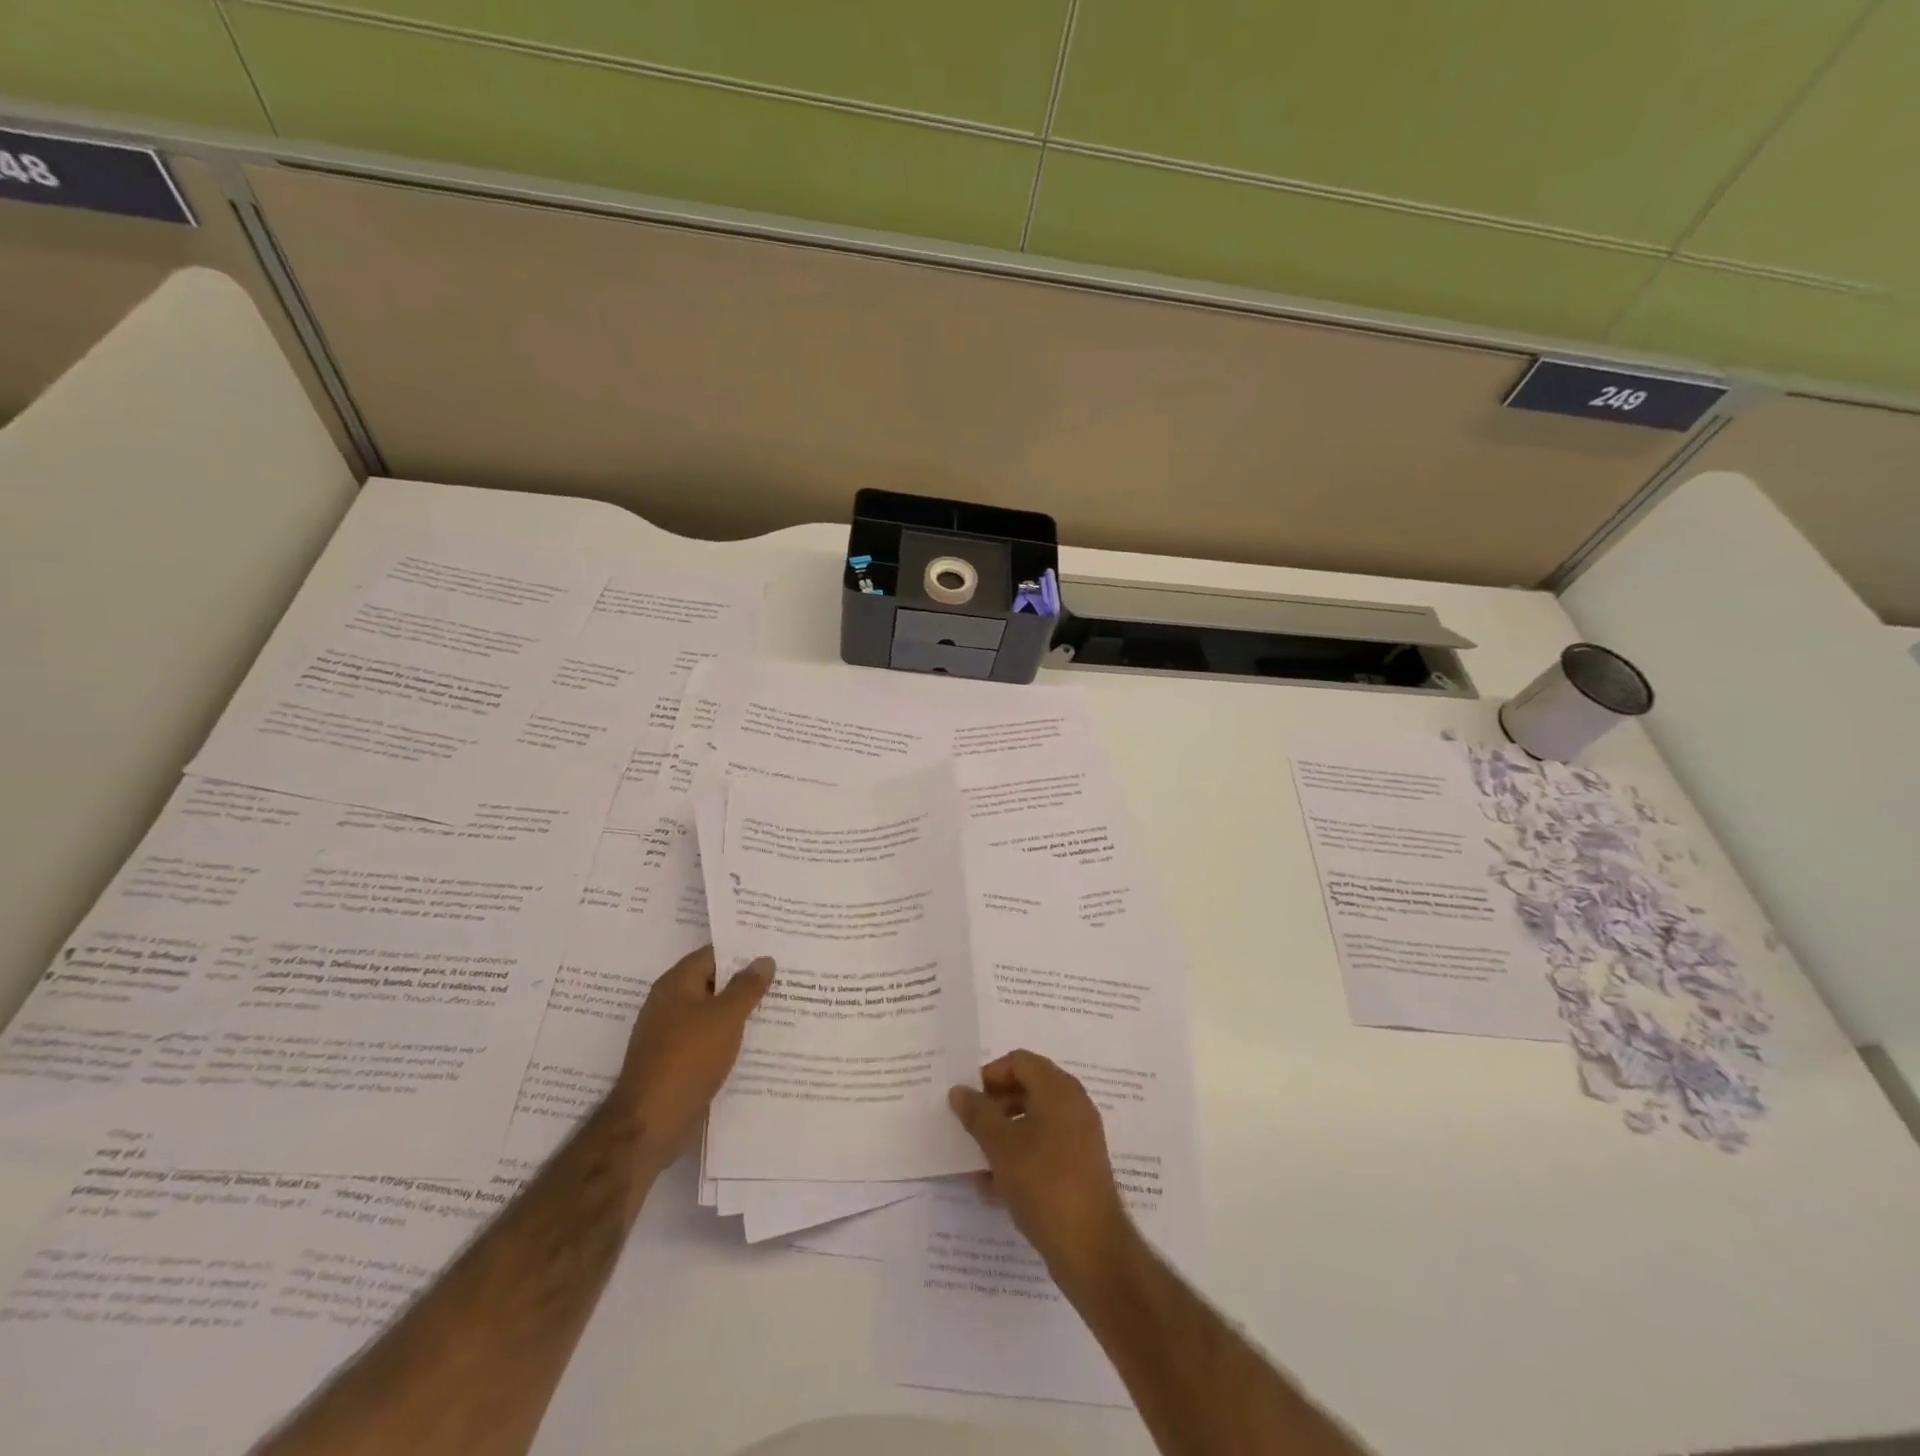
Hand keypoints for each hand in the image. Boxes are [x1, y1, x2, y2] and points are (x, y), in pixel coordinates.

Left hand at [614, 945, 772, 1173]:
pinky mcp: (676, 1062)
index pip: (713, 954)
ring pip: (713, 1014)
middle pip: (713, 983)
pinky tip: (756, 1044)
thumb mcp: (726, 1017)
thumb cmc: (688, 1058)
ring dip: (740, 1013)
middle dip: (745, 983)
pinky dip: (729, 1039)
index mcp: (676, 984)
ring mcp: (671, 1035)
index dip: (743, 951)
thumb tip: (764, 959)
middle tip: (785, 979)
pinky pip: (708, 1040)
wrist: (650, 1123)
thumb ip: (747, 987)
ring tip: (779, 1009)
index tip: (774, 951)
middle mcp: (670, 1003)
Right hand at [948, 1050, 1137, 1295]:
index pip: (1019, 1061)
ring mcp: (1080, 1137)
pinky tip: (995, 1188)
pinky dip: (1020, 1158)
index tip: (967, 1101)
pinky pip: (1044, 1148)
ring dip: (1003, 1136)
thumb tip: (959, 1091)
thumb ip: (977, 1114)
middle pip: (1027, 1089)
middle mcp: (1073, 1105)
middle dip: (994, 1107)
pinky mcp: (1080, 1167)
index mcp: (1058, 1089)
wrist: (1091, 1249)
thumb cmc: (1043, 1184)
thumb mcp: (1001, 1146)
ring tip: (977, 1164)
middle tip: (969, 1129)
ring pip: (1033, 1122)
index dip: (990, 1075)